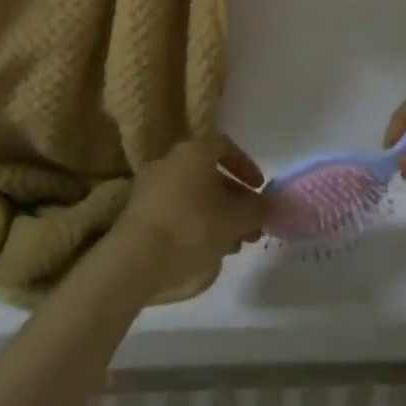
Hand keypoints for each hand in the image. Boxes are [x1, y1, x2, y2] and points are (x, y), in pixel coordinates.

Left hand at [112, 136, 268, 294]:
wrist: (136, 259)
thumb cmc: (192, 228)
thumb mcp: (235, 221)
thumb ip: (258, 210)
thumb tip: (269, 205)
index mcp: (193, 152)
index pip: (224, 146)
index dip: (246, 166)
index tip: (259, 190)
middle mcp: (169, 161)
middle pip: (208, 174)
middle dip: (234, 199)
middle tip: (250, 226)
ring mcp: (150, 186)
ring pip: (192, 196)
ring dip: (216, 216)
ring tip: (232, 245)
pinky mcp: (139, 212)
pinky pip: (175, 210)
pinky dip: (193, 224)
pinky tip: (205, 251)